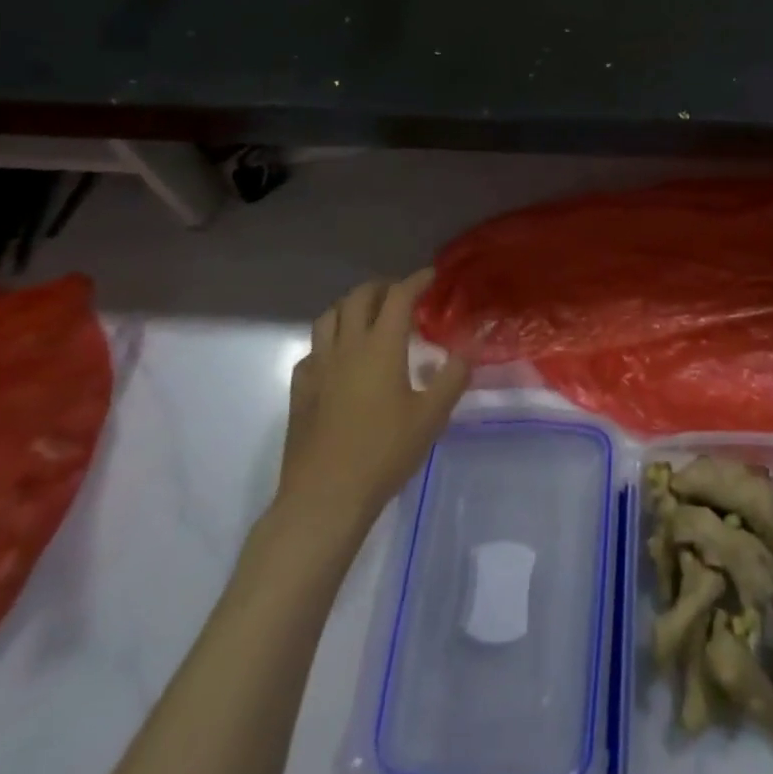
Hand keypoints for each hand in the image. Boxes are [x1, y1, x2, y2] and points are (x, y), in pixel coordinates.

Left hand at [273, 269, 468, 533]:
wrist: (324, 497)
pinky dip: (330, 340)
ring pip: (329, 316)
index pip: (399, 297)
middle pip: (359, 297)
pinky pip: (314, 349)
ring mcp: (318, 367)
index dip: (417, 280)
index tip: (432, 276)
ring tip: (370, 317)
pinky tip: (341, 359)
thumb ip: (453, 375)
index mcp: (380, 346)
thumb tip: (471, 345)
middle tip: (404, 295)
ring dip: (352, 306)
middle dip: (383, 287)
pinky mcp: (301, 389)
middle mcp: (346, 346)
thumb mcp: (431, 416)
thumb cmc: (384, 453)